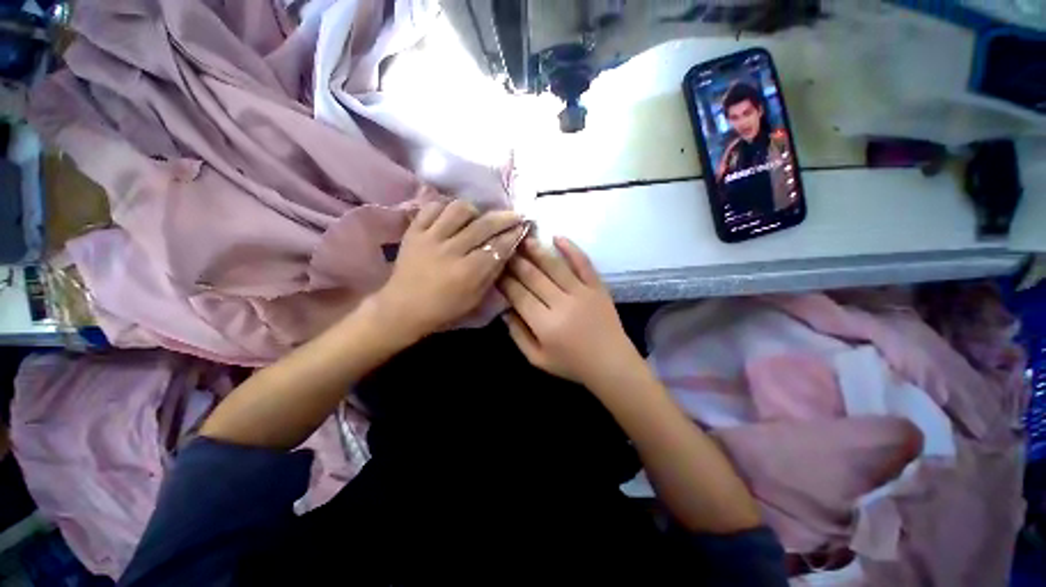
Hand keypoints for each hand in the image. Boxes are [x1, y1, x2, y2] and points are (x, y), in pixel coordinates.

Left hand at [373, 199, 525, 342]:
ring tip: (478, 217)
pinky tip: (452, 216)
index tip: (523, 227)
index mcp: (467, 272)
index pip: (497, 246)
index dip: (513, 235)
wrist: (402, 309)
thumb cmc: (443, 309)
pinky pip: (432, 208)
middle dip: (504, 218)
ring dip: (474, 210)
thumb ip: (492, 273)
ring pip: (458, 209)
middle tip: (514, 214)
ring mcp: (430, 238)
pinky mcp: (413, 231)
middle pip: (483, 225)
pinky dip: (445, 207)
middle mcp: (450, 251)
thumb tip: (507, 250)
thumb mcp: (475, 298)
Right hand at [497, 236, 637, 386]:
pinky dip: (571, 249)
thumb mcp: (537, 359)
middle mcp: (562, 304)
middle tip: (505, 250)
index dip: (504, 281)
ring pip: (555, 266)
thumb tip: (505, 310)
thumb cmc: (572, 365)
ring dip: (537, 251)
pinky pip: (584, 263)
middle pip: (533, 277)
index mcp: (545, 324)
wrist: (611, 364)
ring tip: (524, 238)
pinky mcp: (597, 287)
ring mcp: (582, 292)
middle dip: (516, 262)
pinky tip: (557, 237)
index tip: (495, 270)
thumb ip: (518, 335)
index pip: (518, 295)